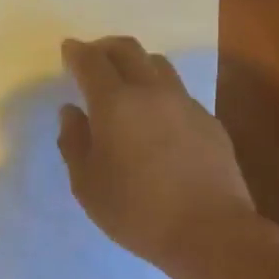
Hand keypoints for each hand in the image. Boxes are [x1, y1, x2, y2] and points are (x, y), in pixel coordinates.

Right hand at [57, 36, 257, 278]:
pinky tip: (156, 119)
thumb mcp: (87, 185)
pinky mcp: (209, 121)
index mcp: (115, 103)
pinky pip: (178, 93)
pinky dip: (159, 93)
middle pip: (128, 49)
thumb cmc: (136, 211)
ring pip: (158, 65)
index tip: (68, 50)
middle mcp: (152, 91)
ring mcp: (186, 104)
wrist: (210, 230)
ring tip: (125, 84)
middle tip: (92, 58)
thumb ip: (74, 142)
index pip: (91, 62)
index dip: (76, 52)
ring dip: (136, 65)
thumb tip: (71, 112)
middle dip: (105, 48)